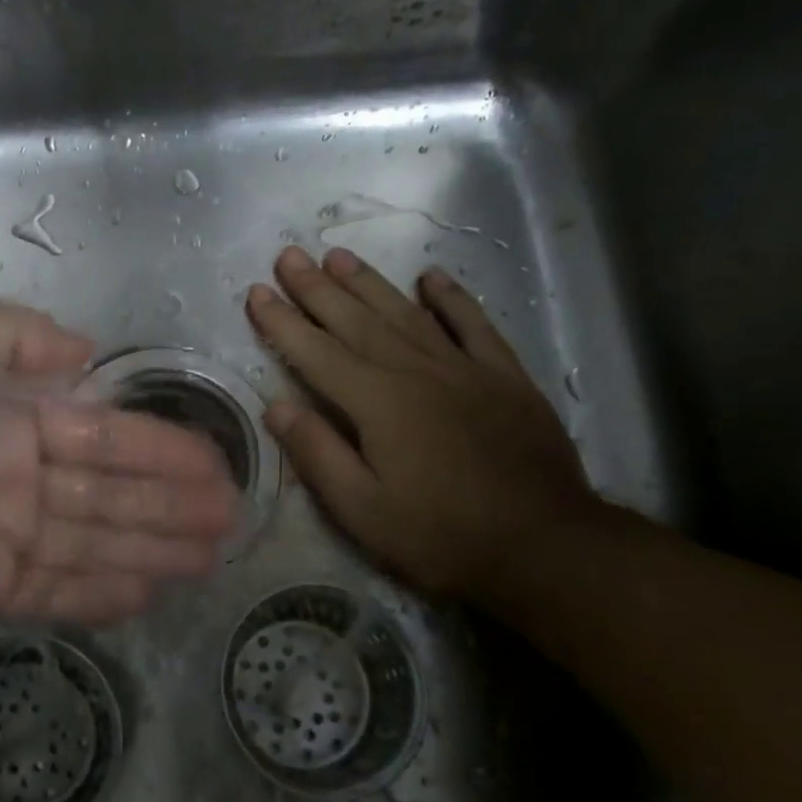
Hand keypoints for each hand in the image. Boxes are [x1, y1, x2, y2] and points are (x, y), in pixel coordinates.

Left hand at [0, 301, 237, 646]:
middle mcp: (13, 472)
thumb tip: (87, 352)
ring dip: (151, 547)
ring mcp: (0, 535)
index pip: (102, 433)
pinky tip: (149, 592)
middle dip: (171, 502)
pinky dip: (101, 592)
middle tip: (230, 518)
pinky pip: (55, 589)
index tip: (214, 466)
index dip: (161, 449)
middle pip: (108, 490)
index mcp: (7, 414)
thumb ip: (12, 338)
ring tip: (209, 557)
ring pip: (92, 540)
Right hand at [245, 246, 602, 600]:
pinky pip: (473, 324)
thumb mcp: (362, 510)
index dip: (282, 322)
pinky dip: (451, 298)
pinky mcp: (504, 376)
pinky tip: (430, 277)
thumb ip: (318, 454)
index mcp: (377, 403)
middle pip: (356, 321)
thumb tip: (276, 407)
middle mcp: (416, 371)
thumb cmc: (440, 535)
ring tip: (338, 255)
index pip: (316, 353)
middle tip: (288, 256)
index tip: (256, 293)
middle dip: (317, 288)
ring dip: (369, 282)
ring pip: (406, 313)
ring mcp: (464, 368)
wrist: (544, 545)